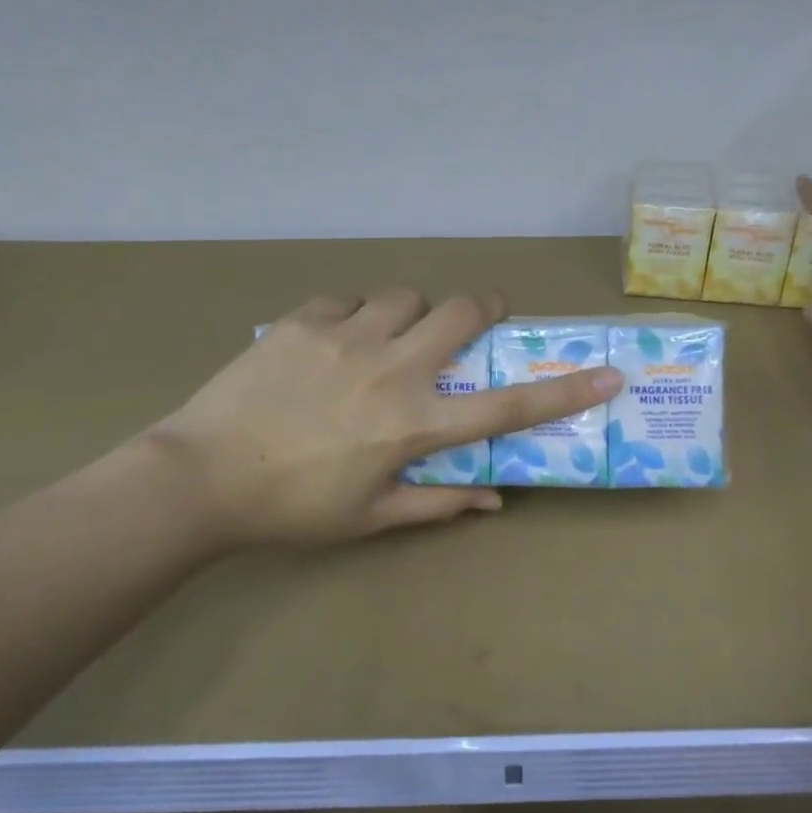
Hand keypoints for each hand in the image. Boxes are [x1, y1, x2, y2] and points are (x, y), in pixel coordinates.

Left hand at [145, 289, 619, 547]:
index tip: (610, 374)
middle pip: (461, 312)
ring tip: (391, 336)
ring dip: (411, 312)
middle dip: (483, 307)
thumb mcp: (371, 517)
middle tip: (477, 318)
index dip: (565, 391)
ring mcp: (346, 336)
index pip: (508, 408)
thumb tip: (495, 498)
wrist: (200, 477)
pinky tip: (334, 341)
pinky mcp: (304, 320)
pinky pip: (347, 299)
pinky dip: (354, 315)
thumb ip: (438, 503)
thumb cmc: (293, 508)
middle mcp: (391, 369)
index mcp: (414, 424)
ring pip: (405, 296)